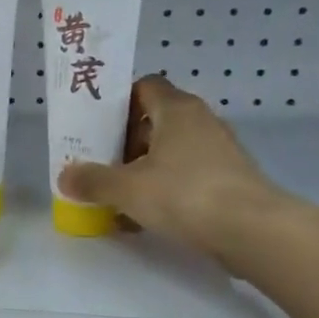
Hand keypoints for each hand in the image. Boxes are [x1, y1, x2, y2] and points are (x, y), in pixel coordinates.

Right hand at [58, 75, 290, 274]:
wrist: (253, 231)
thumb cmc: (184, 194)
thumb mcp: (127, 188)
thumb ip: (93, 180)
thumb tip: (64, 176)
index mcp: (176, 109)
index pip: (144, 86)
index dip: (118, 103)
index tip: (96, 126)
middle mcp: (201, 121)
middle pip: (155, 121)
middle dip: (126, 142)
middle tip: (101, 164)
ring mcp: (220, 150)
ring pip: (171, 151)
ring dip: (145, 168)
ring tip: (119, 195)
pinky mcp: (230, 179)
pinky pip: (187, 175)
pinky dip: (166, 189)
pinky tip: (146, 217)